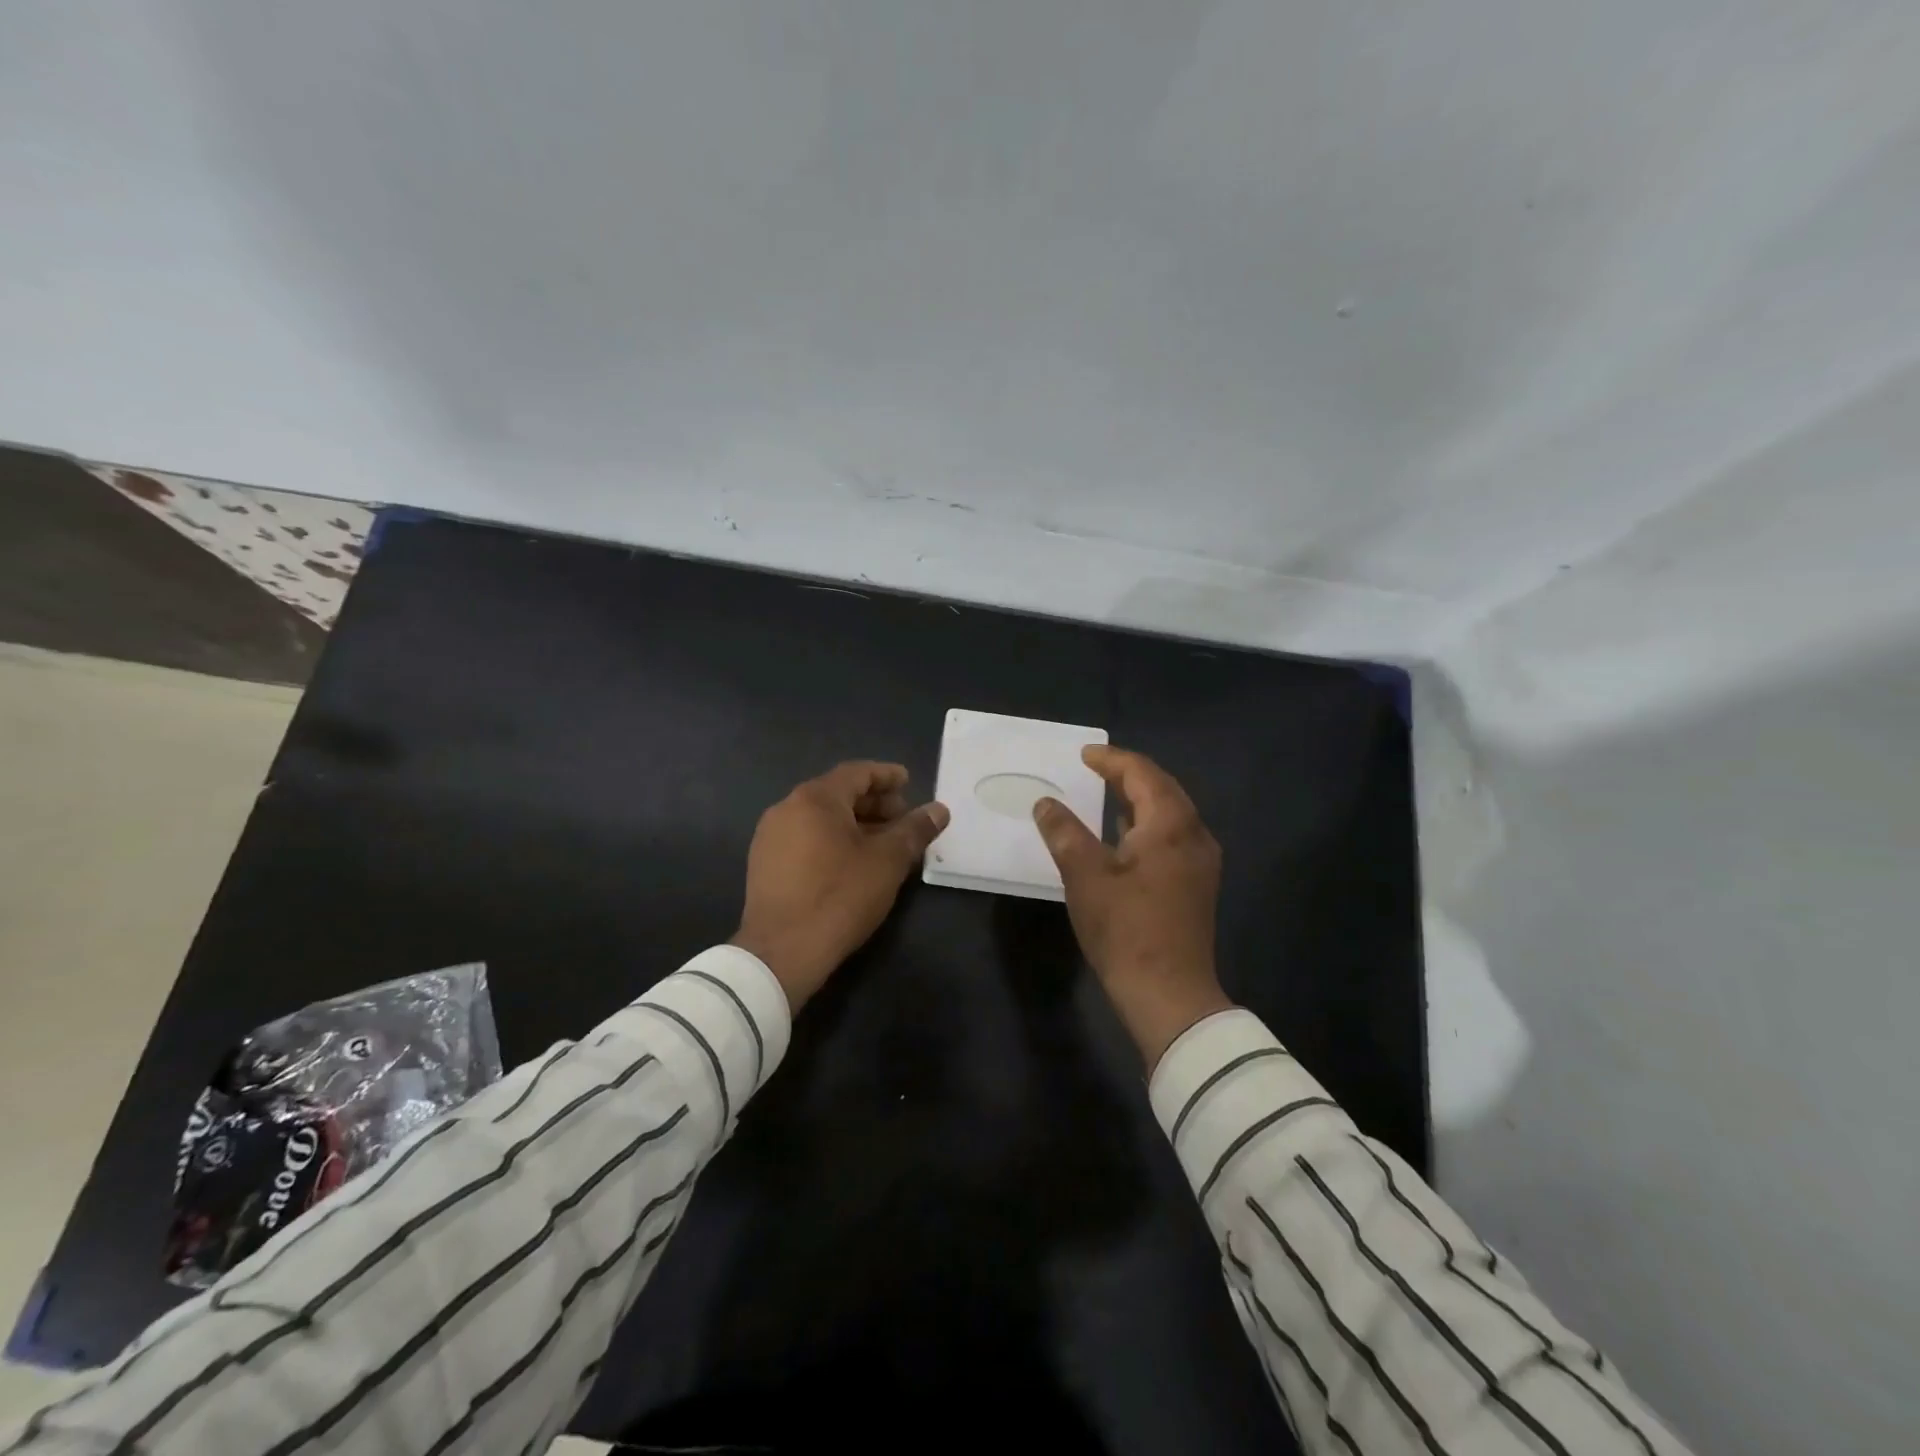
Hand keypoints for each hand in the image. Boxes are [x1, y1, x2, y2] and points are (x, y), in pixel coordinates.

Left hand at [731, 761, 949, 1010]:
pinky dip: (832, 840)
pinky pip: (805, 838)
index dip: (887, 776)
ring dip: (854, 823)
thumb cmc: (840, 896)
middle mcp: (787, 808)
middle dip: (873, 803)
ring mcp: (770, 837)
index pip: (857, 773)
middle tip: (902, 818)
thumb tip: (939, 810)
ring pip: (820, 818)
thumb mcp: (888, 861)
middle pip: (837, 794)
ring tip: (883, 842)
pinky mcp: (764, 864)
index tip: (909, 781)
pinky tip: (852, 862)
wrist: (781, 952)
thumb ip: (914, 830)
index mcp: (815, 798)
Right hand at [1033, 745, 1231, 1068]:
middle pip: (1162, 789)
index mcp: (1171, 825)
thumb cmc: (1126, 930)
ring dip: (1139, 799)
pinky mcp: (1197, 885)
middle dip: (1128, 774)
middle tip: (1094, 768)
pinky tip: (1124, 836)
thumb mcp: (1085, 876)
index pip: (1142, 774)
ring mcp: (1201, 862)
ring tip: (1106, 794)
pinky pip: (1173, 837)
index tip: (1083, 754)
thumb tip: (1046, 803)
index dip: (1111, 760)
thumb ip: (1064, 832)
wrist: (1170, 995)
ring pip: (1170, 814)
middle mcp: (1195, 835)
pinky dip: (1147, 825)